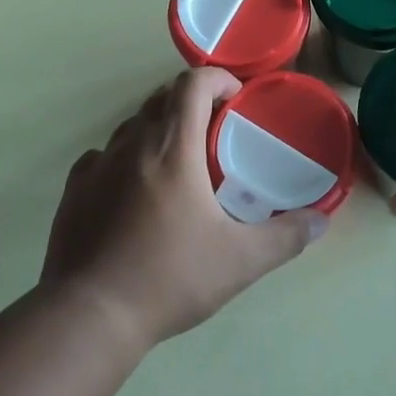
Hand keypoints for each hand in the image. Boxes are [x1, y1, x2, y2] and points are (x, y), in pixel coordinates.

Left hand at [42, 67, 327, 351]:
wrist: (89, 317)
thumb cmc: (169, 277)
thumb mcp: (240, 261)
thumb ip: (285, 237)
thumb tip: (321, 221)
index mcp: (173, 147)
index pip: (193, 83)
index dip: (217, 79)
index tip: (235, 100)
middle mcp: (133, 142)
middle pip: (163, 98)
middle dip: (191, 104)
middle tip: (213, 135)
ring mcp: (99, 163)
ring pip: (132, 126)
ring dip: (158, 131)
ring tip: (176, 166)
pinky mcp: (74, 189)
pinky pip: (103, 156)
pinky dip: (123, 160)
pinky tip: (133, 193)